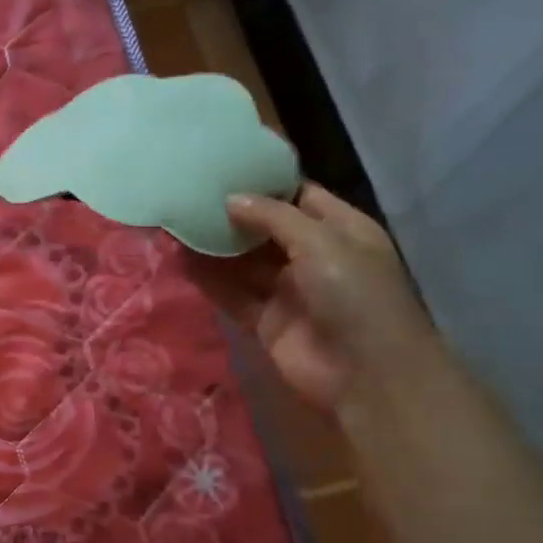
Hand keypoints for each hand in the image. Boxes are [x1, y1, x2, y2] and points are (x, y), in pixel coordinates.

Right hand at [204, 183, 437, 412]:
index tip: (224, 170)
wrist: (365, 372)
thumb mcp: (321, 241)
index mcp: (340, 230)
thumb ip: (274, 217)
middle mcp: (313, 257)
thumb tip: (231, 198)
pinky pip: (233, 295)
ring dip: (216, 247)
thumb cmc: (354, 294)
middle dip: (233, 216)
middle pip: (266, 230)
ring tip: (177, 224)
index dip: (265, 185)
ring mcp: (288, 291)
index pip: (299, 197)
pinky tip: (182, 261)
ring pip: (245, 263)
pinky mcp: (266, 321)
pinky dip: (210, 281)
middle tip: (190, 196)